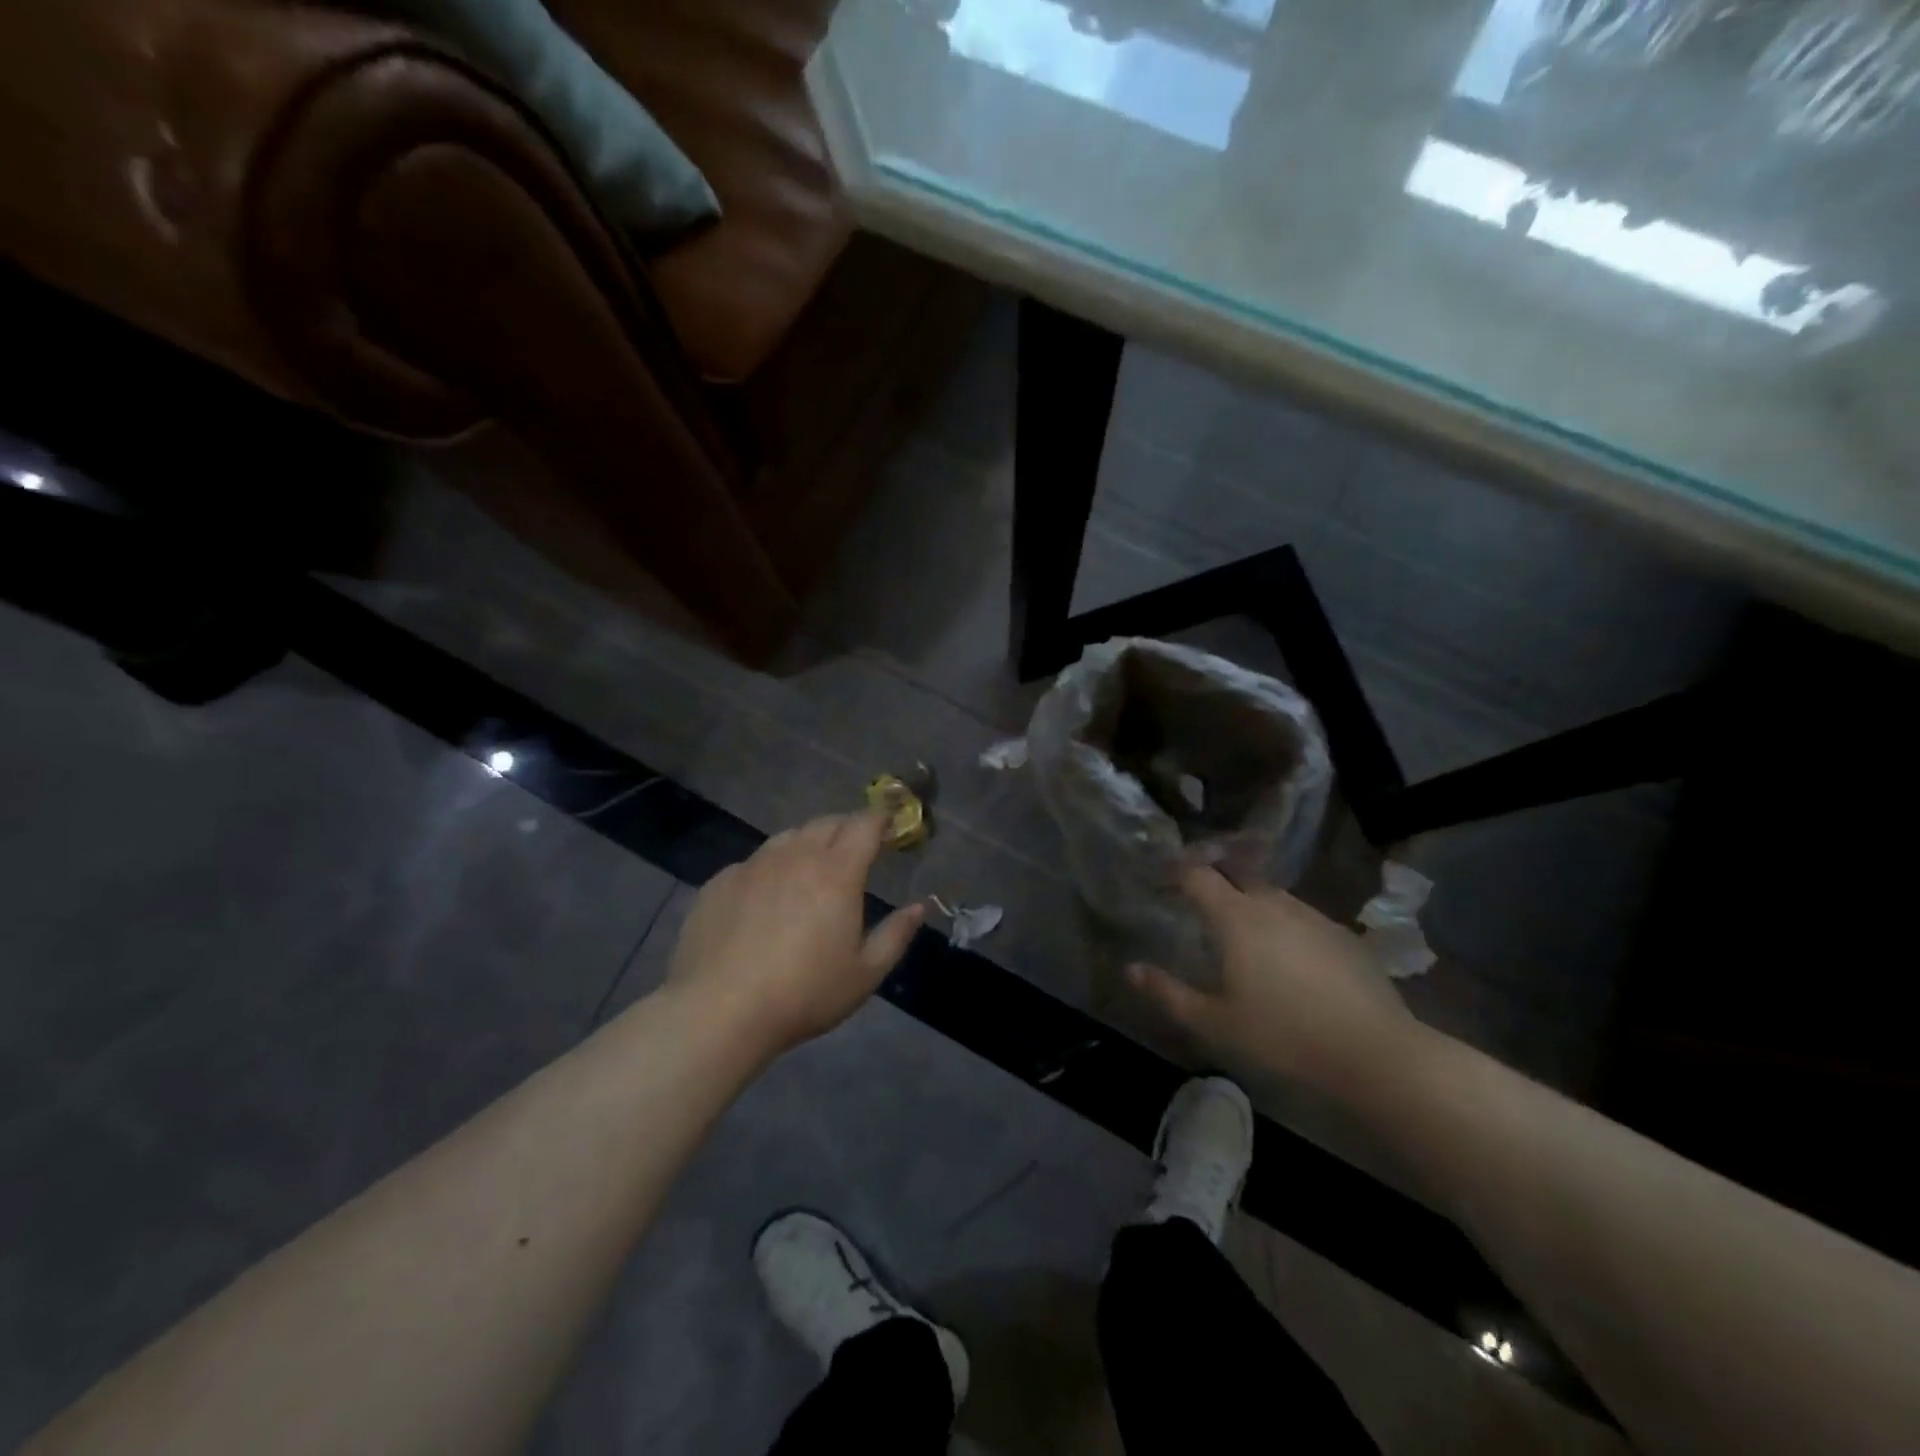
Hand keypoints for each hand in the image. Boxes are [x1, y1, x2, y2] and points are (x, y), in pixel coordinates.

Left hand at [666, 813, 923, 1059]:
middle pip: (826, 823)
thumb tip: (918, 907)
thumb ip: (896, 935)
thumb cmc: (805, 993)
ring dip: (808, 843)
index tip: (888, 826)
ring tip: (811, 868)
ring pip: (788, 837)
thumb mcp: (865, 974)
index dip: (880, 820)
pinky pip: (754, 862)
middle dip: (846, 828)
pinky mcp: (721, 881)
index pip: (864, 825)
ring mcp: (754, 865)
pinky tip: (766, 898)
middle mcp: (796, 856)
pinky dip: (771, 868)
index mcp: (837, 872)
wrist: (720, 1011)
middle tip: (855, 849)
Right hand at [1129, 867, 1419, 1092]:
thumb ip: (1168, 993)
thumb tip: (1132, 969)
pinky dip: (1286, 927)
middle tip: (1199, 908)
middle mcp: (1274, 905)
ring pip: (1273, 897)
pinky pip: (1303, 920)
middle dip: (1216, 884)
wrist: (1378, 1057)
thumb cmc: (1283, 1037)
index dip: (1176, 873)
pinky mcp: (1346, 938)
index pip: (1198, 875)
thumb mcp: (1214, 1024)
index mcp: (1237, 918)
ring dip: (1252, 905)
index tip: (1162, 883)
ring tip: (1243, 935)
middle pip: (1237, 877)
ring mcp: (1315, 918)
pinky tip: (1290, 960)